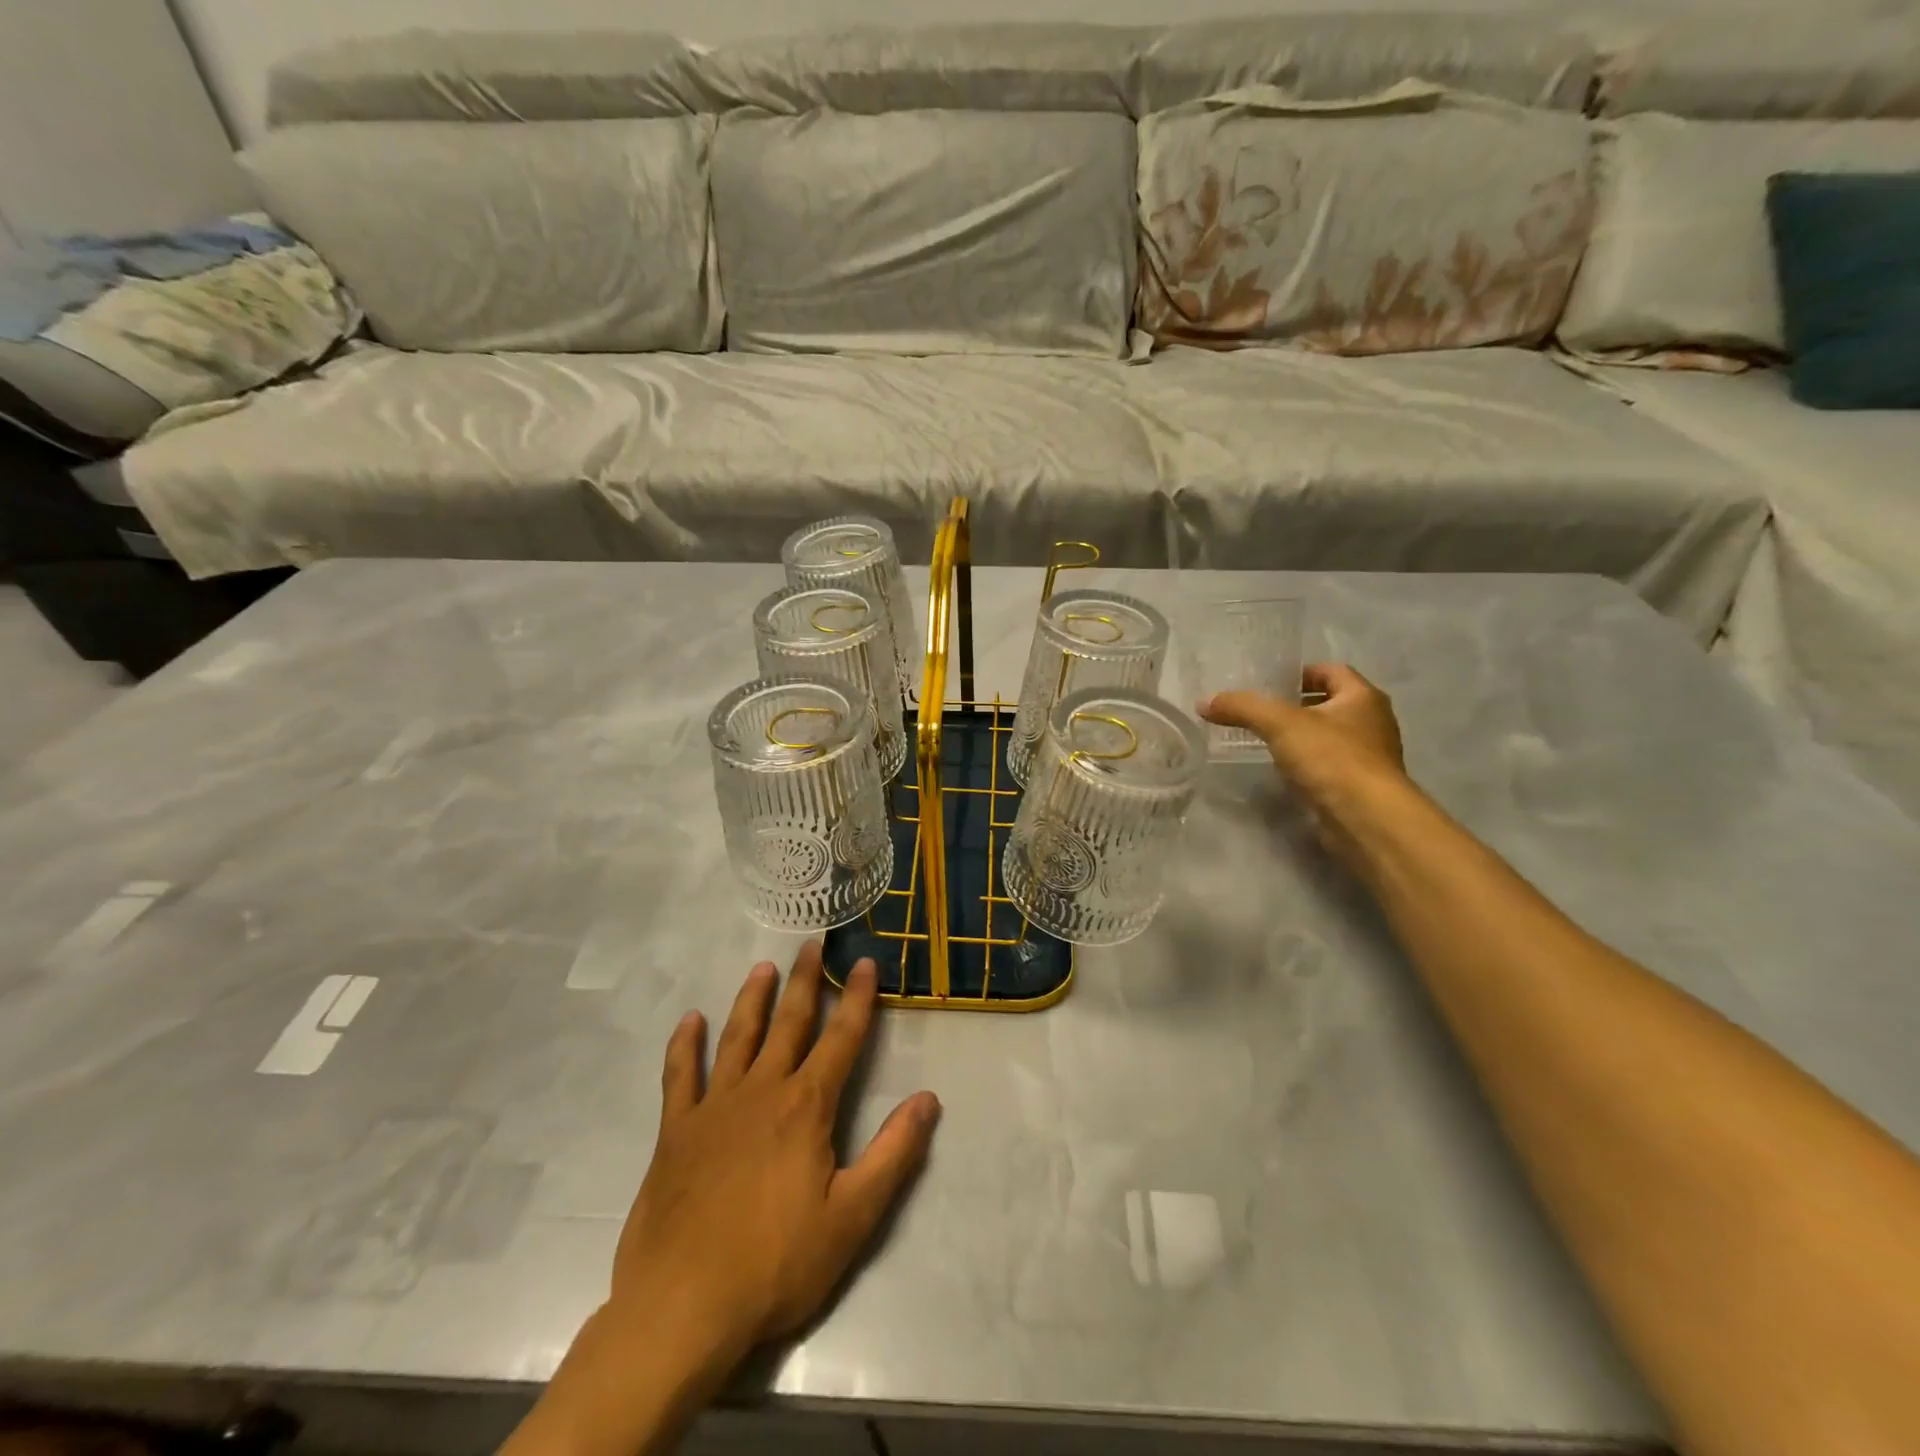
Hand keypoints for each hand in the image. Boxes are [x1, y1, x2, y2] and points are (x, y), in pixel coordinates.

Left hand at [609, 943, 939, 1367]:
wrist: (682, 1309)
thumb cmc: (776, 1265)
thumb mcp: (853, 1218)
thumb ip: (893, 1154)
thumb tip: (928, 1099)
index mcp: (806, 1107)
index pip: (841, 1039)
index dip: (857, 999)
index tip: (865, 963)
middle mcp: (761, 1091)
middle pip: (788, 1023)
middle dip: (805, 982)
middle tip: (812, 945)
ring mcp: (714, 1107)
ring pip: (737, 1037)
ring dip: (752, 999)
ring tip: (762, 968)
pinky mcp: (676, 1131)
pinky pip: (680, 1075)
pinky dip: (685, 1045)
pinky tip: (689, 1021)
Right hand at [1200, 664, 1408, 863]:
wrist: (1366, 819)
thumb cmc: (1331, 757)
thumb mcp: (1279, 723)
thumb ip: (1242, 707)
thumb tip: (1204, 702)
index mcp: (1363, 697)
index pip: (1333, 671)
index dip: (1302, 673)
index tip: (1270, 684)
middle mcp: (1373, 723)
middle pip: (1331, 704)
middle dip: (1298, 706)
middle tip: (1261, 712)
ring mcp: (1369, 758)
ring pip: (1330, 737)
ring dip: (1302, 737)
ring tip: (1266, 741)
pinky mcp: (1358, 788)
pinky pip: (1328, 766)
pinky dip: (1307, 765)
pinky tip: (1283, 772)